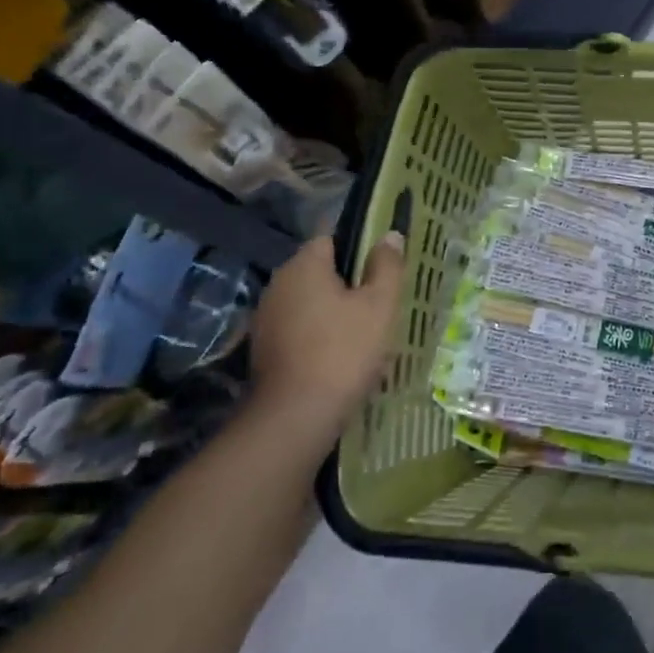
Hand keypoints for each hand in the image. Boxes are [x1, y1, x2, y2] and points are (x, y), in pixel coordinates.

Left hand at [246, 232, 406, 450]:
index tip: (382, 266)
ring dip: (333, 309)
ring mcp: (266, 318)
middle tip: (380, 301)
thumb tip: (389, 235)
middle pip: (319, 270)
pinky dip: (319, 333)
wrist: (295, 417)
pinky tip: (340, 353)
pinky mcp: (264, 349)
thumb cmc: (344, 351)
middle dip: (348, 281)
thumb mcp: (380, 305)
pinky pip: (299, 327)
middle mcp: (278, 284)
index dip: (359, 246)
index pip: (331, 237)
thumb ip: (387, 266)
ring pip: (309, 301)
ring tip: (365, 330)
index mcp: (304, 265)